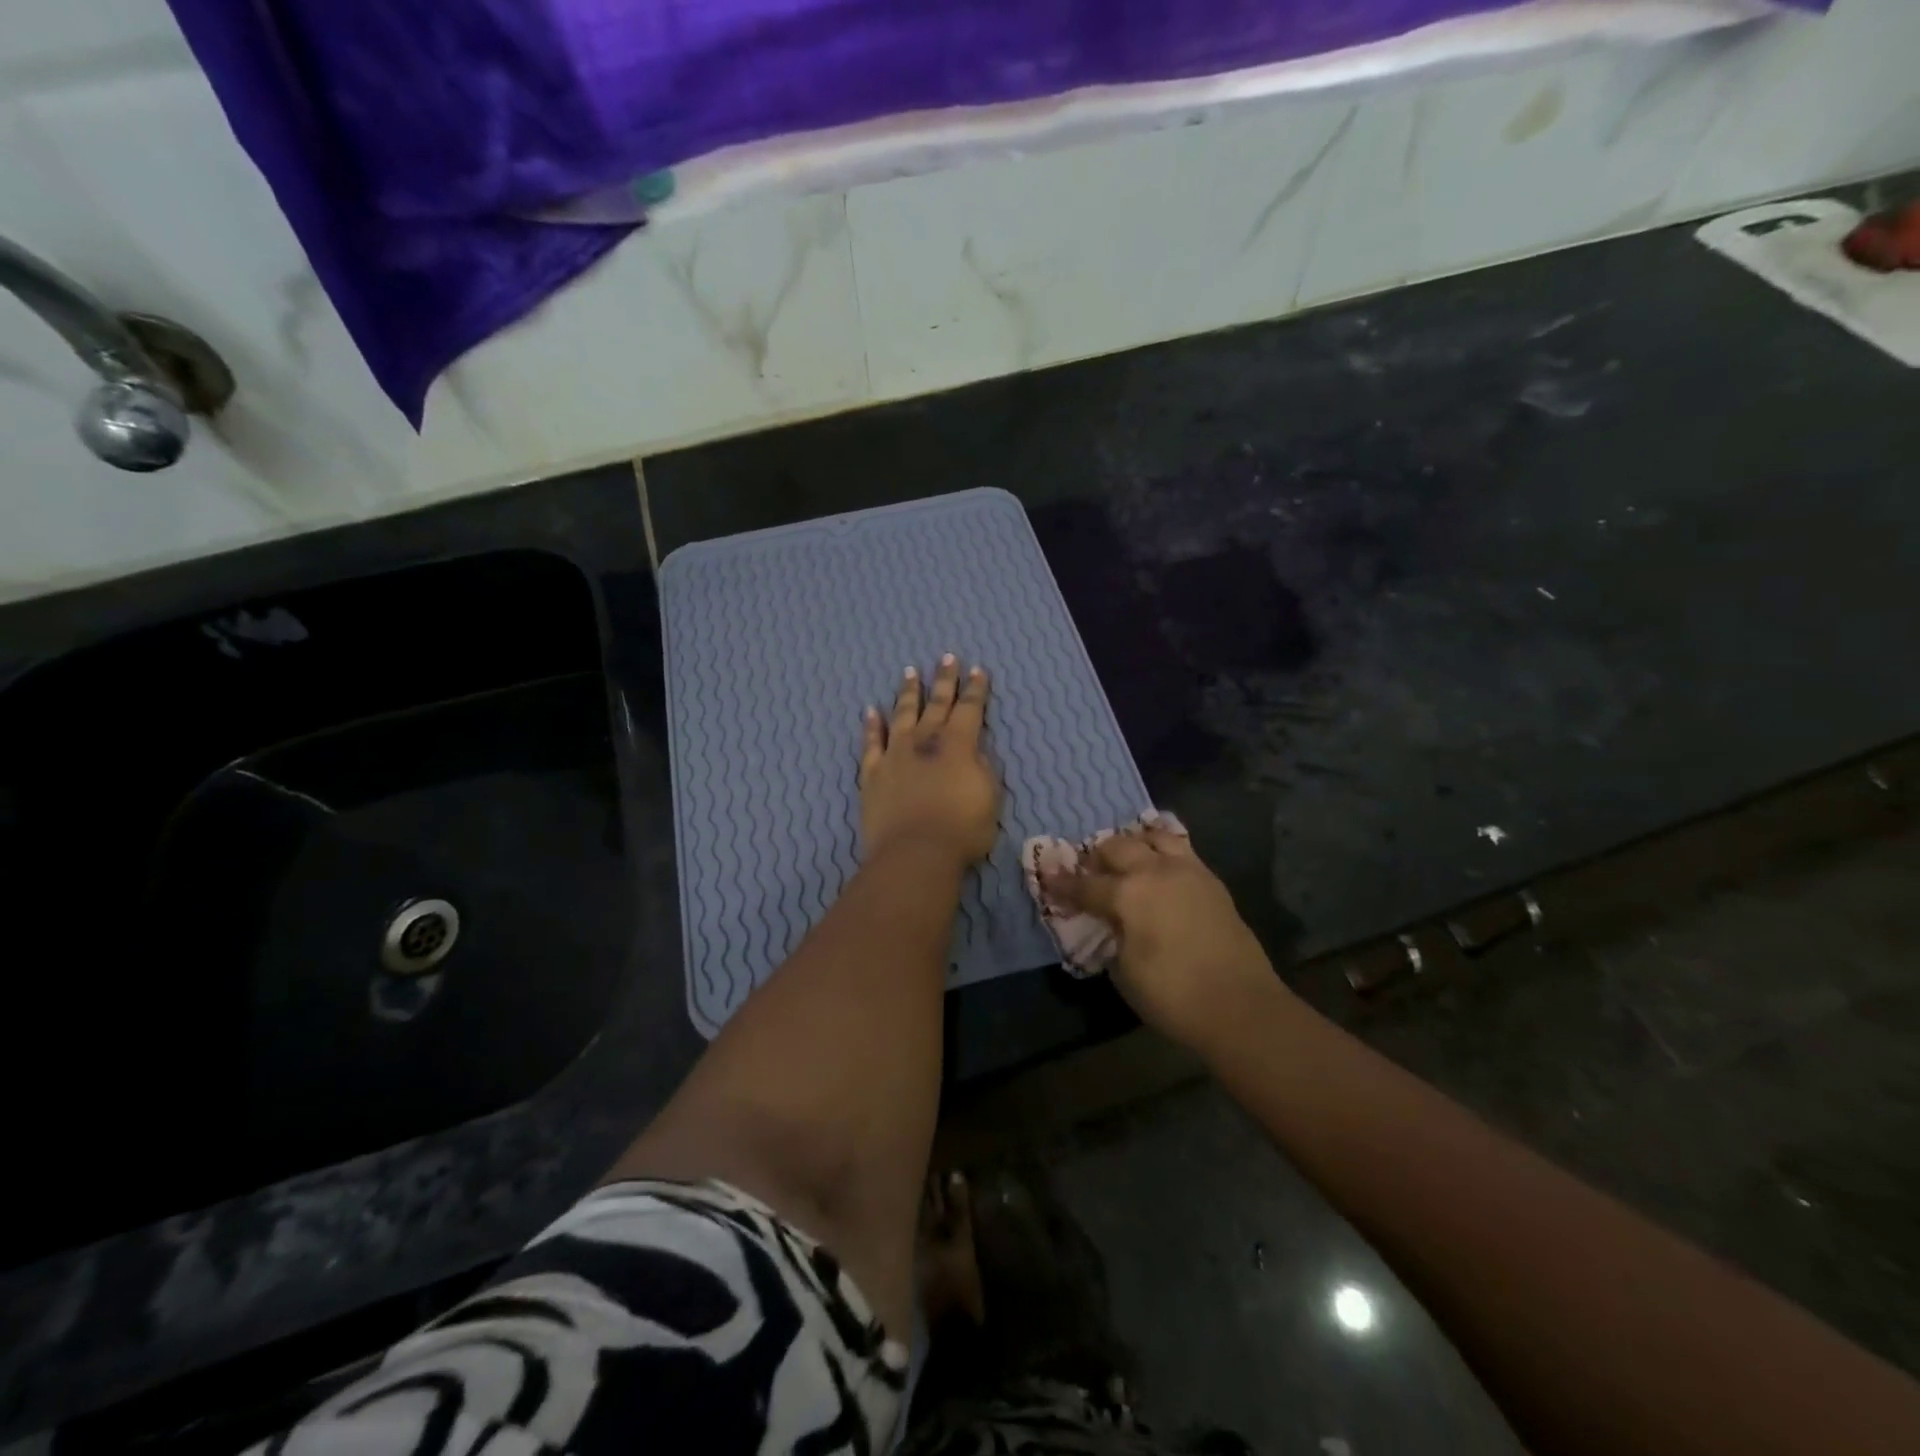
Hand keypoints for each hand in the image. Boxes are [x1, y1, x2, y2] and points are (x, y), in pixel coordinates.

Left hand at [860, 655, 1000, 867]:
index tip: (977, 669)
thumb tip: (974, 753)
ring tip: (910, 672)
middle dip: (944, 680)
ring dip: (908, 693)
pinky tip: (870, 710)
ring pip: (902, 714)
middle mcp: (925, 741)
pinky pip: (871, 743)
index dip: (976, 689)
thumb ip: (983, 769)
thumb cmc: (962, 830)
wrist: (914, 853)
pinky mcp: (873, 773)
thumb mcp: (990, 798)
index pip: (970, 708)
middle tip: (946, 657)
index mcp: (958, 744)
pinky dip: (871, 725)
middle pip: (937, 703)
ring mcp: (895, 754)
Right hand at [1042, 823, 1279, 1048]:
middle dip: (1097, 857)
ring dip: (1133, 844)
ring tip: (1127, 860)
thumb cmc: (1173, 995)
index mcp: (1128, 894)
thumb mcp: (1124, 971)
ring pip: (1153, 837)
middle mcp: (1155, 871)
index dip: (1062, 884)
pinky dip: (1163, 850)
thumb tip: (1111, 923)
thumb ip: (1111, 937)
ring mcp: (1188, 871)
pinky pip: (1182, 850)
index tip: (1047, 877)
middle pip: (1117, 847)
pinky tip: (1159, 865)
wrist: (1241, 1006)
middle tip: (1089, 872)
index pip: (1085, 884)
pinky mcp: (1212, 881)